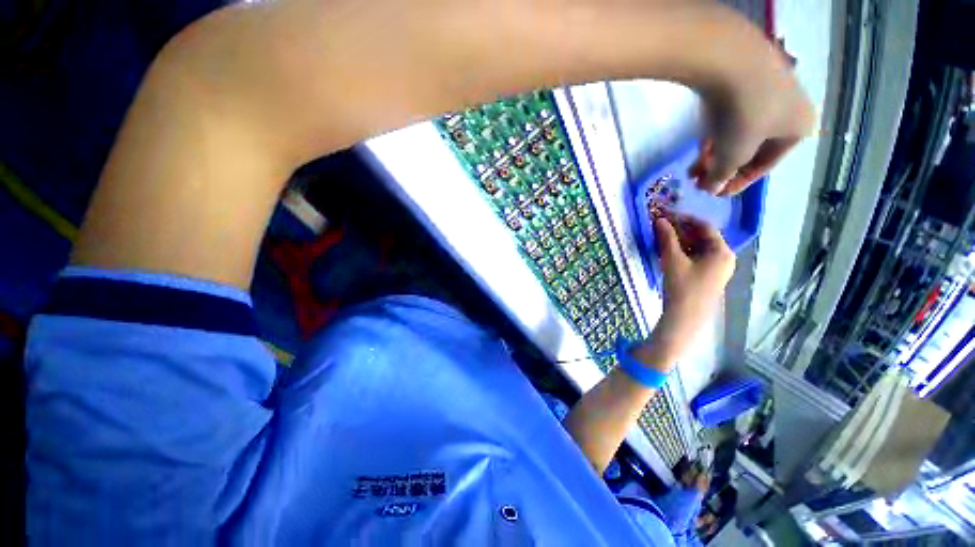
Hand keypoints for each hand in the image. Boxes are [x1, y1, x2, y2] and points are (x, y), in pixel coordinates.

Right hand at [640, 215, 734, 366]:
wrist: (685, 318)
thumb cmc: (682, 287)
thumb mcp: (673, 260)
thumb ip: (667, 238)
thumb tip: (659, 219)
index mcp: (722, 251)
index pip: (704, 226)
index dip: (684, 218)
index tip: (666, 214)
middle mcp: (724, 257)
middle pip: (702, 237)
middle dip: (681, 230)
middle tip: (661, 225)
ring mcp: (717, 268)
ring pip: (698, 247)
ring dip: (680, 241)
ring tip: (661, 237)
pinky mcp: (708, 277)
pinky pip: (696, 257)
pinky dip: (683, 252)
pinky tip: (668, 252)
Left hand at [690, 45, 814, 196]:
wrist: (731, 61)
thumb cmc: (744, 116)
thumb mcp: (733, 153)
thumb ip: (722, 174)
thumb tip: (713, 189)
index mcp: (798, 130)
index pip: (764, 165)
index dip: (738, 183)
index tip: (715, 195)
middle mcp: (788, 111)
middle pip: (749, 150)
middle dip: (721, 170)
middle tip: (699, 184)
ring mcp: (766, 93)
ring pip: (737, 136)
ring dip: (713, 156)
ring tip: (691, 172)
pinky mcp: (743, 83)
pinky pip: (730, 119)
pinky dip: (714, 138)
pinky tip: (698, 152)